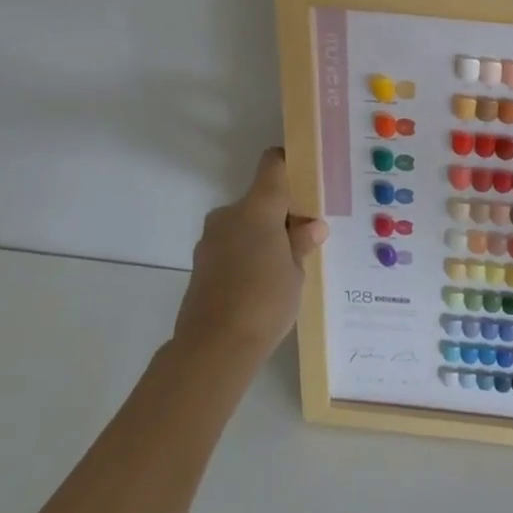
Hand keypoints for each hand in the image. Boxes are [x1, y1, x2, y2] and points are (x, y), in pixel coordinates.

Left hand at [173, 148, 327, 364]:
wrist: (212, 349)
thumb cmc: (264, 302)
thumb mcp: (296, 271)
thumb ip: (302, 243)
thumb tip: (312, 226)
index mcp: (257, 208)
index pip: (273, 165)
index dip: (290, 163)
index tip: (309, 176)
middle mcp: (230, 215)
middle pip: (260, 198)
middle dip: (282, 213)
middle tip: (305, 236)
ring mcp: (211, 240)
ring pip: (245, 224)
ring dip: (264, 235)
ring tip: (285, 265)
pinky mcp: (201, 264)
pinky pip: (232, 246)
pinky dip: (247, 254)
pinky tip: (262, 283)